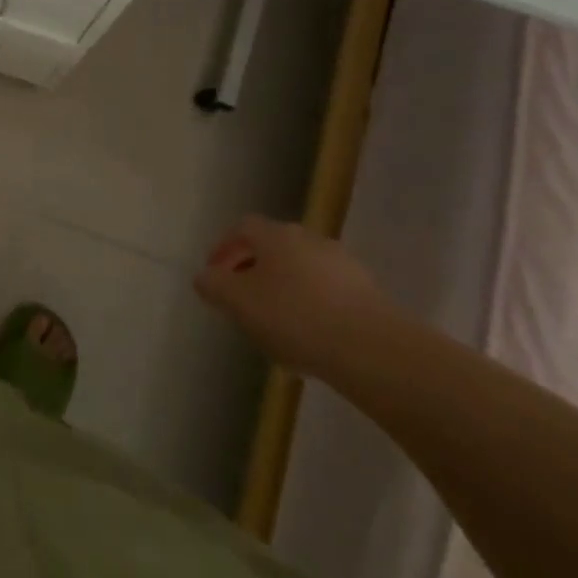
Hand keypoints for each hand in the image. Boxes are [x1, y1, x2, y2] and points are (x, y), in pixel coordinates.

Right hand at [194, 216, 396, 379]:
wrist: (372, 349)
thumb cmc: (294, 316)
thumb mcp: (237, 302)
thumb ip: (213, 285)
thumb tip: (205, 277)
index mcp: (275, 235)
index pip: (242, 227)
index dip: (224, 248)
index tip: (214, 275)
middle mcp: (309, 238)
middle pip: (273, 247)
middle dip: (254, 270)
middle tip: (242, 299)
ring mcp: (343, 264)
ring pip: (301, 270)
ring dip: (284, 289)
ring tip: (275, 325)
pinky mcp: (368, 293)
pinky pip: (327, 293)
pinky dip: (312, 307)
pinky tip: (309, 338)